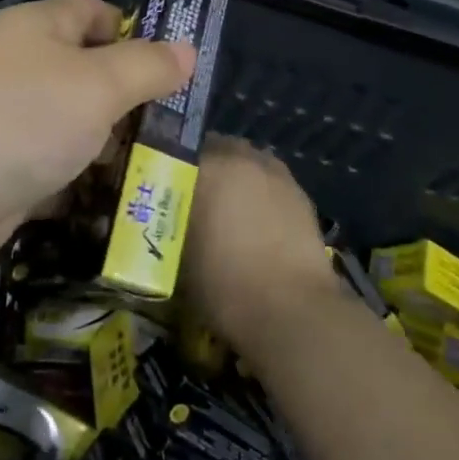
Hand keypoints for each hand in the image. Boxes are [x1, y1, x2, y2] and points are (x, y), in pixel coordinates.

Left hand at [0, 0, 192, 292]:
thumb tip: (186, 50)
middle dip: (131, 103)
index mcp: (37, 31)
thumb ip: (145, 67)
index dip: (131, 29)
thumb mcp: (95, 83)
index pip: (90, 13)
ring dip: (109, 155)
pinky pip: (52, 182)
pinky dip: (81, 194)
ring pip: (71, 135)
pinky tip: (122, 213)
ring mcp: (5, 132)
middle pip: (86, 79)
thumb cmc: (13, 117)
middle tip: (184, 132)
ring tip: (167, 176)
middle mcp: (19, 74)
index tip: (174, 63)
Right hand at [181, 136, 337, 346]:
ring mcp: (276, 173)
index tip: (158, 185)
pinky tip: (254, 221)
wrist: (292, 311)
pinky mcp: (300, 193)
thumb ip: (166, 224)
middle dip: (202, 166)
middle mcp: (242, 158)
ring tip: (224, 207)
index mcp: (208, 166)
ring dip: (233, 175)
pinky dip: (258, 192)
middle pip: (214, 148)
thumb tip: (161, 214)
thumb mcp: (177, 257)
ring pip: (246, 161)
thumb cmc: (223, 284)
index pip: (176, 150)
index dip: (166, 166)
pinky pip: (270, 181)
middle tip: (189, 195)